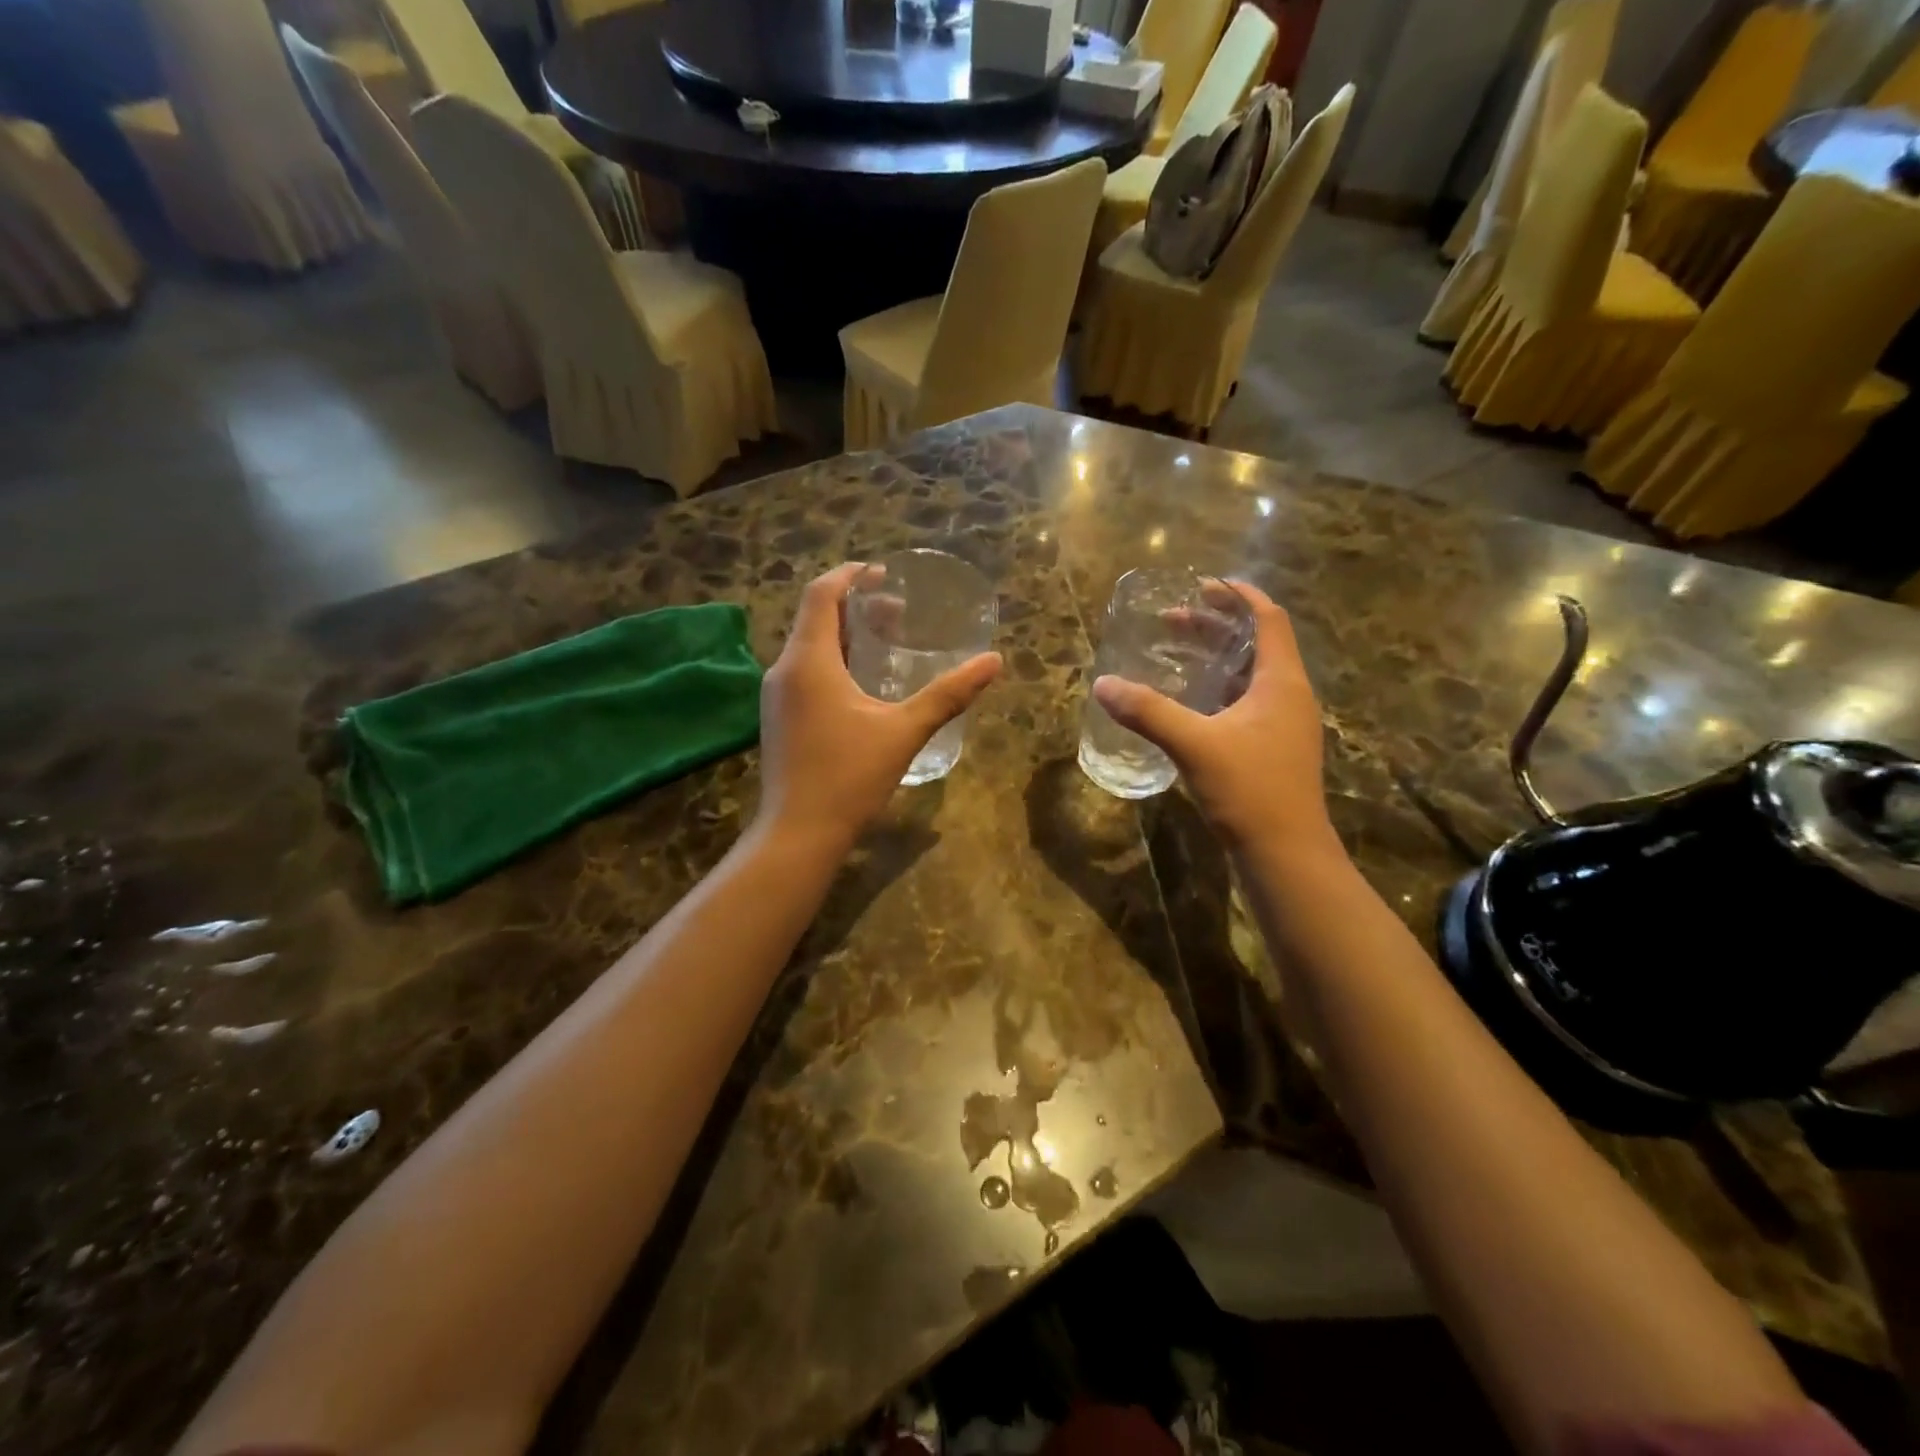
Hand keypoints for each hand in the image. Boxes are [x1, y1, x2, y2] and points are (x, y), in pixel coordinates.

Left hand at [757, 563, 1002, 850]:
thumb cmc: (849, 777)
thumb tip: (992, 662)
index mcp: (809, 661)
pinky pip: (805, 673)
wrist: (798, 834)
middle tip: (897, 612)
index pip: (821, 594)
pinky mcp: (778, 719)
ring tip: (886, 643)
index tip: (883, 572)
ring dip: (846, 636)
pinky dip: (834, 662)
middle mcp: (784, 670)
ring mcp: (777, 697)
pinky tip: (863, 685)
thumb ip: (948, 694)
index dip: (851, 575)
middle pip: (816, 619)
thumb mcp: (904, 731)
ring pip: (810, 647)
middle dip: (856, 607)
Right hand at [1093, 581, 1337, 858]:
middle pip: (1257, 644)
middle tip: (1173, 620)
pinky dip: (1218, 690)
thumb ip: (1148, 712)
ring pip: (1252, 676)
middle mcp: (1289, 696)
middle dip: (1217, 627)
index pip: (1268, 619)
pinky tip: (1189, 704)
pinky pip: (1247, 703)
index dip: (1240, 595)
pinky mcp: (1273, 750)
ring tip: (1177, 654)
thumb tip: (1103, 684)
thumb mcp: (1195, 745)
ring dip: (1217, 659)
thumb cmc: (1250, 790)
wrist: (1286, 855)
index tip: (1203, 584)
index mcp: (1281, 682)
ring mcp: (1284, 725)